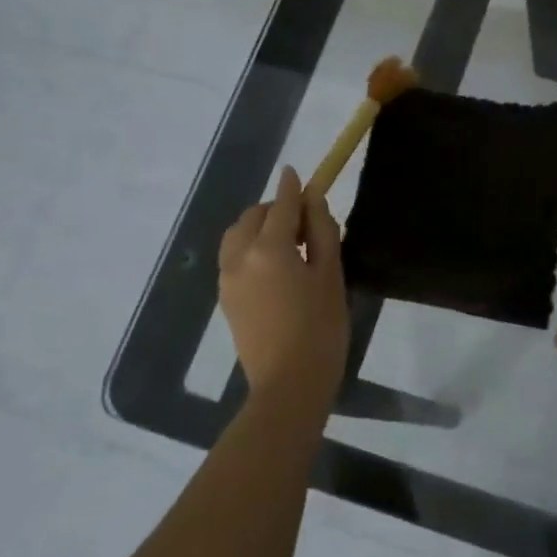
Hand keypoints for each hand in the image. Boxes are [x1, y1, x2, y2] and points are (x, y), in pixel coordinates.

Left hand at [218, 166, 348, 409]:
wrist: (289, 384)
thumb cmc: (321, 328)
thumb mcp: (331, 275)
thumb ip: (322, 232)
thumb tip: (313, 201)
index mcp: (268, 248)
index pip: (281, 205)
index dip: (291, 187)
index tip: (296, 172)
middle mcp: (239, 257)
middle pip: (253, 217)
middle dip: (274, 209)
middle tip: (303, 221)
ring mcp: (227, 279)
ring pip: (237, 237)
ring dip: (258, 228)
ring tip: (287, 243)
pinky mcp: (226, 299)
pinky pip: (234, 259)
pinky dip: (250, 249)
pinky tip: (274, 266)